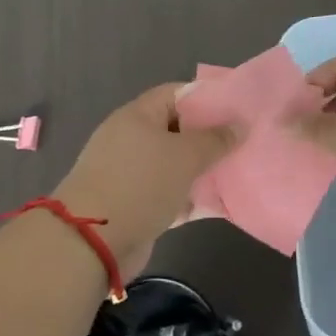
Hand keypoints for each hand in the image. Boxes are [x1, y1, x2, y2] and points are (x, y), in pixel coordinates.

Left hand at [51, 84, 240, 280]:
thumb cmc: (140, 184)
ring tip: (238, 172)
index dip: (208, 97)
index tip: (238, 108)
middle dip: (209, 137)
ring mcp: (130, 172)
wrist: (92, 241)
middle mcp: (132, 138)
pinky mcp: (133, 203)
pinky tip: (219, 203)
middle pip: (177, 129)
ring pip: (174, 164)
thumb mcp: (184, 156)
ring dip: (202, 170)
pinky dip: (189, 197)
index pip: (177, 93)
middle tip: (244, 143)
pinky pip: (168, 192)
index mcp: (138, 115)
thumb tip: (240, 124)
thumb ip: (215, 139)